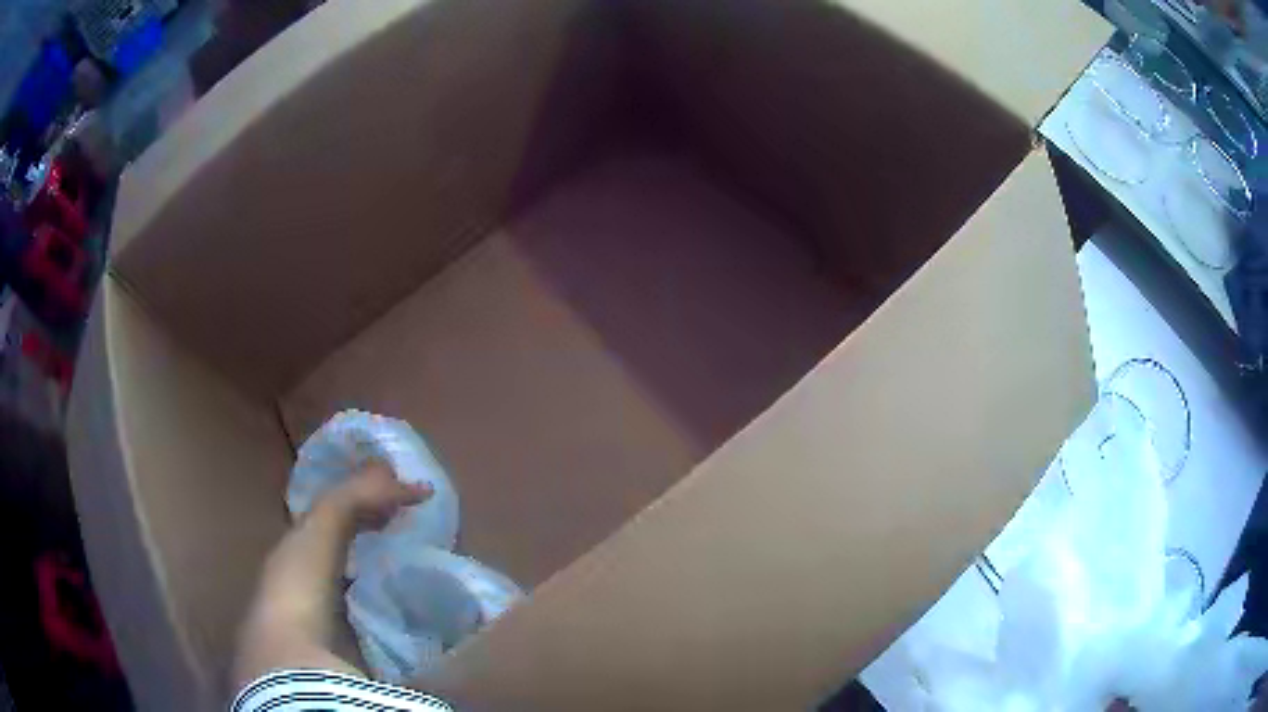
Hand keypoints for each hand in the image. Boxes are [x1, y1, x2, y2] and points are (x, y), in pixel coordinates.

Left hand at [318, 460, 431, 530]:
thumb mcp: (398, 494)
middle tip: (400, 506)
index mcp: (377, 464)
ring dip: (378, 505)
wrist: (340, 511)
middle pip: (379, 481)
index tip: (407, 493)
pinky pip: (362, 508)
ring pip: (370, 495)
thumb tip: (432, 488)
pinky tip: (375, 526)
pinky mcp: (345, 503)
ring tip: (389, 519)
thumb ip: (413, 491)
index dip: (399, 479)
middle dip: (388, 493)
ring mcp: (353, 487)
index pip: (390, 468)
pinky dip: (369, 515)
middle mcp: (364, 471)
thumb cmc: (371, 496)